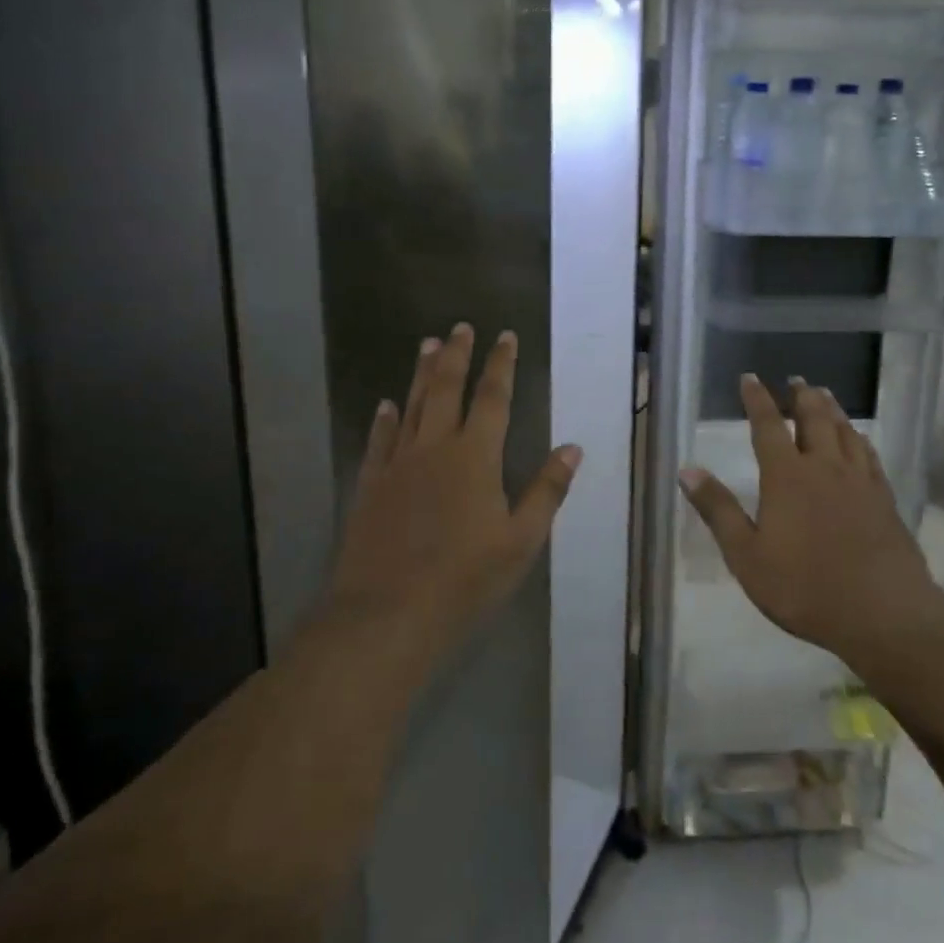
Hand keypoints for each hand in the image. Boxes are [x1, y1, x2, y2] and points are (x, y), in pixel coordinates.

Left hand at [329, 323, 580, 659]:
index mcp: (475, 456)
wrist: (387, 616)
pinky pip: (379, 442)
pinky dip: (384, 420)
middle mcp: (435, 448)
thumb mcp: (521, 540)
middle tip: (461, 326)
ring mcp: (398, 465)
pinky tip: (384, 405)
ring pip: (411, 406)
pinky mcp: (371, 487)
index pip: (492, 397)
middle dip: (456, 355)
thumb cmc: (464, 580)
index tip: (505, 335)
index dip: (500, 364)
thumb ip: (547, 490)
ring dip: (420, 373)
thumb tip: (572, 447)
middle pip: (445, 388)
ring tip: (427, 344)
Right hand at [678, 376, 943, 664]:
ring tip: (824, 394)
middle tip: (796, 379)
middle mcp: (824, 467)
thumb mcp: (747, 556)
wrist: (883, 613)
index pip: (768, 425)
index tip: (750, 377)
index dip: (757, 399)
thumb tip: (687, 469)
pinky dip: (859, 439)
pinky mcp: (884, 499)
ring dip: (832, 409)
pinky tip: (860, 439)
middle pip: (814, 418)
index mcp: (787, 476)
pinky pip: (869, 455)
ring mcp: (859, 481)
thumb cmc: (805, 587)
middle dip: (801, 396)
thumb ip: (718, 510)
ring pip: (844, 431)